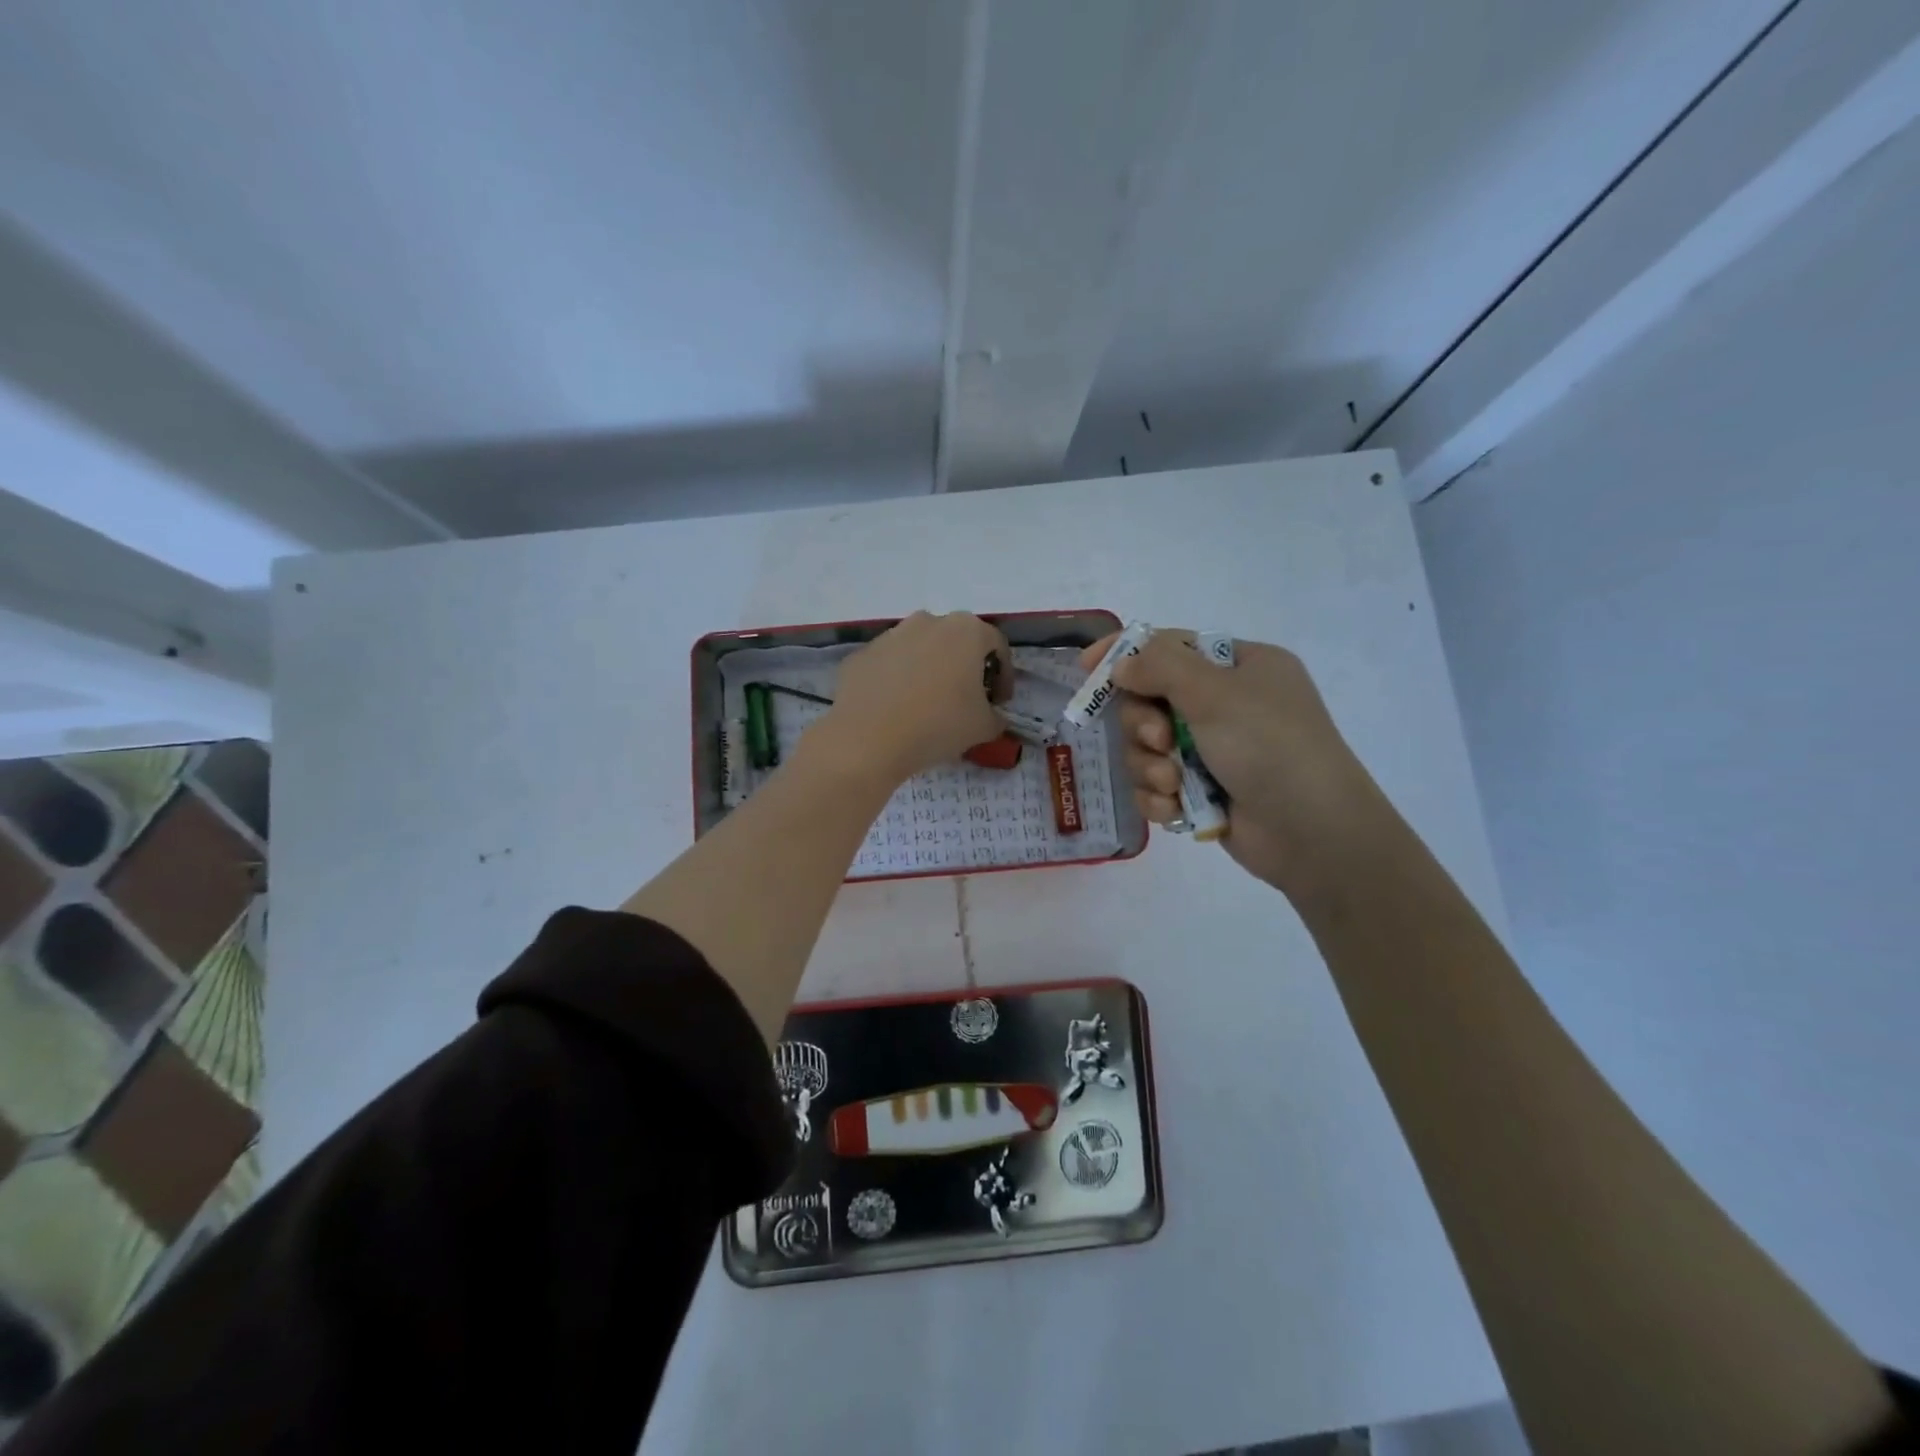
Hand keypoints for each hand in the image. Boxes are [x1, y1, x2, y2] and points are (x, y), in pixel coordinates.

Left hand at [816, 611, 1010, 786]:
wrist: (867, 739)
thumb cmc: (938, 725)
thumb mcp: (983, 727)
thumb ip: (996, 717)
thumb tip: (992, 717)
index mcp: (966, 630)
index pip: (997, 646)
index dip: (1004, 676)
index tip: (999, 702)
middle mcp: (928, 621)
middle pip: (956, 641)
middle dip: (965, 668)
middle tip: (966, 700)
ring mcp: (890, 635)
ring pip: (920, 649)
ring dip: (930, 670)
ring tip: (928, 705)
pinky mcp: (861, 654)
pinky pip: (889, 665)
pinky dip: (897, 680)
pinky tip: (896, 709)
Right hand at [1084, 628, 1395, 896]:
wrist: (1314, 834)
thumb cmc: (1270, 747)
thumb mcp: (1217, 693)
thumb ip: (1161, 667)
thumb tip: (1121, 664)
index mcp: (1240, 668)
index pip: (1171, 647)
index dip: (1127, 655)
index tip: (1088, 668)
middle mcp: (1225, 705)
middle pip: (1149, 700)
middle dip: (1144, 724)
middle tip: (1160, 741)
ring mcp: (1213, 751)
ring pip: (1146, 747)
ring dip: (1151, 766)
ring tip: (1174, 784)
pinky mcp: (1202, 792)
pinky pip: (1155, 785)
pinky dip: (1159, 797)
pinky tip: (1175, 809)